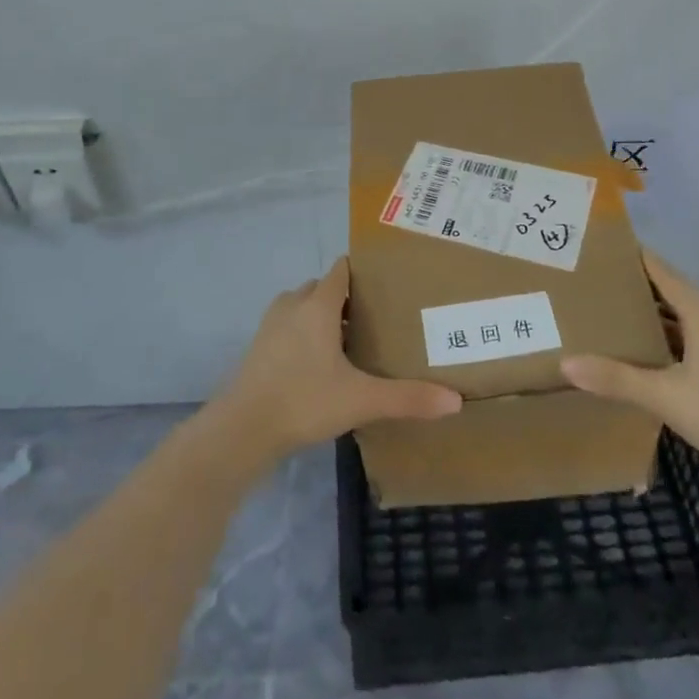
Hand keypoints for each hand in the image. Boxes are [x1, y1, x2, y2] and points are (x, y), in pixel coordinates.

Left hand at [210, 257, 460, 463]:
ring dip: (324, 316)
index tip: (388, 284)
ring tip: (350, 340)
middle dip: (347, 297)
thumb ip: (408, 398)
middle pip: (324, 287)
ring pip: (303, 306)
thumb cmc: (304, 400)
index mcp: (319, 305)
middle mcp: (294, 304)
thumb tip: (455, 401)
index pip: (342, 270)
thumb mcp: (361, 400)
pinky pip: (288, 325)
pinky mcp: (259, 346)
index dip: (363, 272)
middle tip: (376, 318)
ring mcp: (272, 324)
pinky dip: (305, 333)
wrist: (242, 429)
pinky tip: (319, 364)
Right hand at [560, 249, 698, 484]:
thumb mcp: (667, 398)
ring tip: (626, 322)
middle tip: (605, 287)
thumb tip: (566, 364)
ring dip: (662, 321)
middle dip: (643, 291)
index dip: (639, 258)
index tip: (610, 245)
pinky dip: (680, 343)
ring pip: (693, 323)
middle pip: (678, 297)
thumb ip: (618, 380)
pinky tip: (665, 363)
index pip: (665, 274)